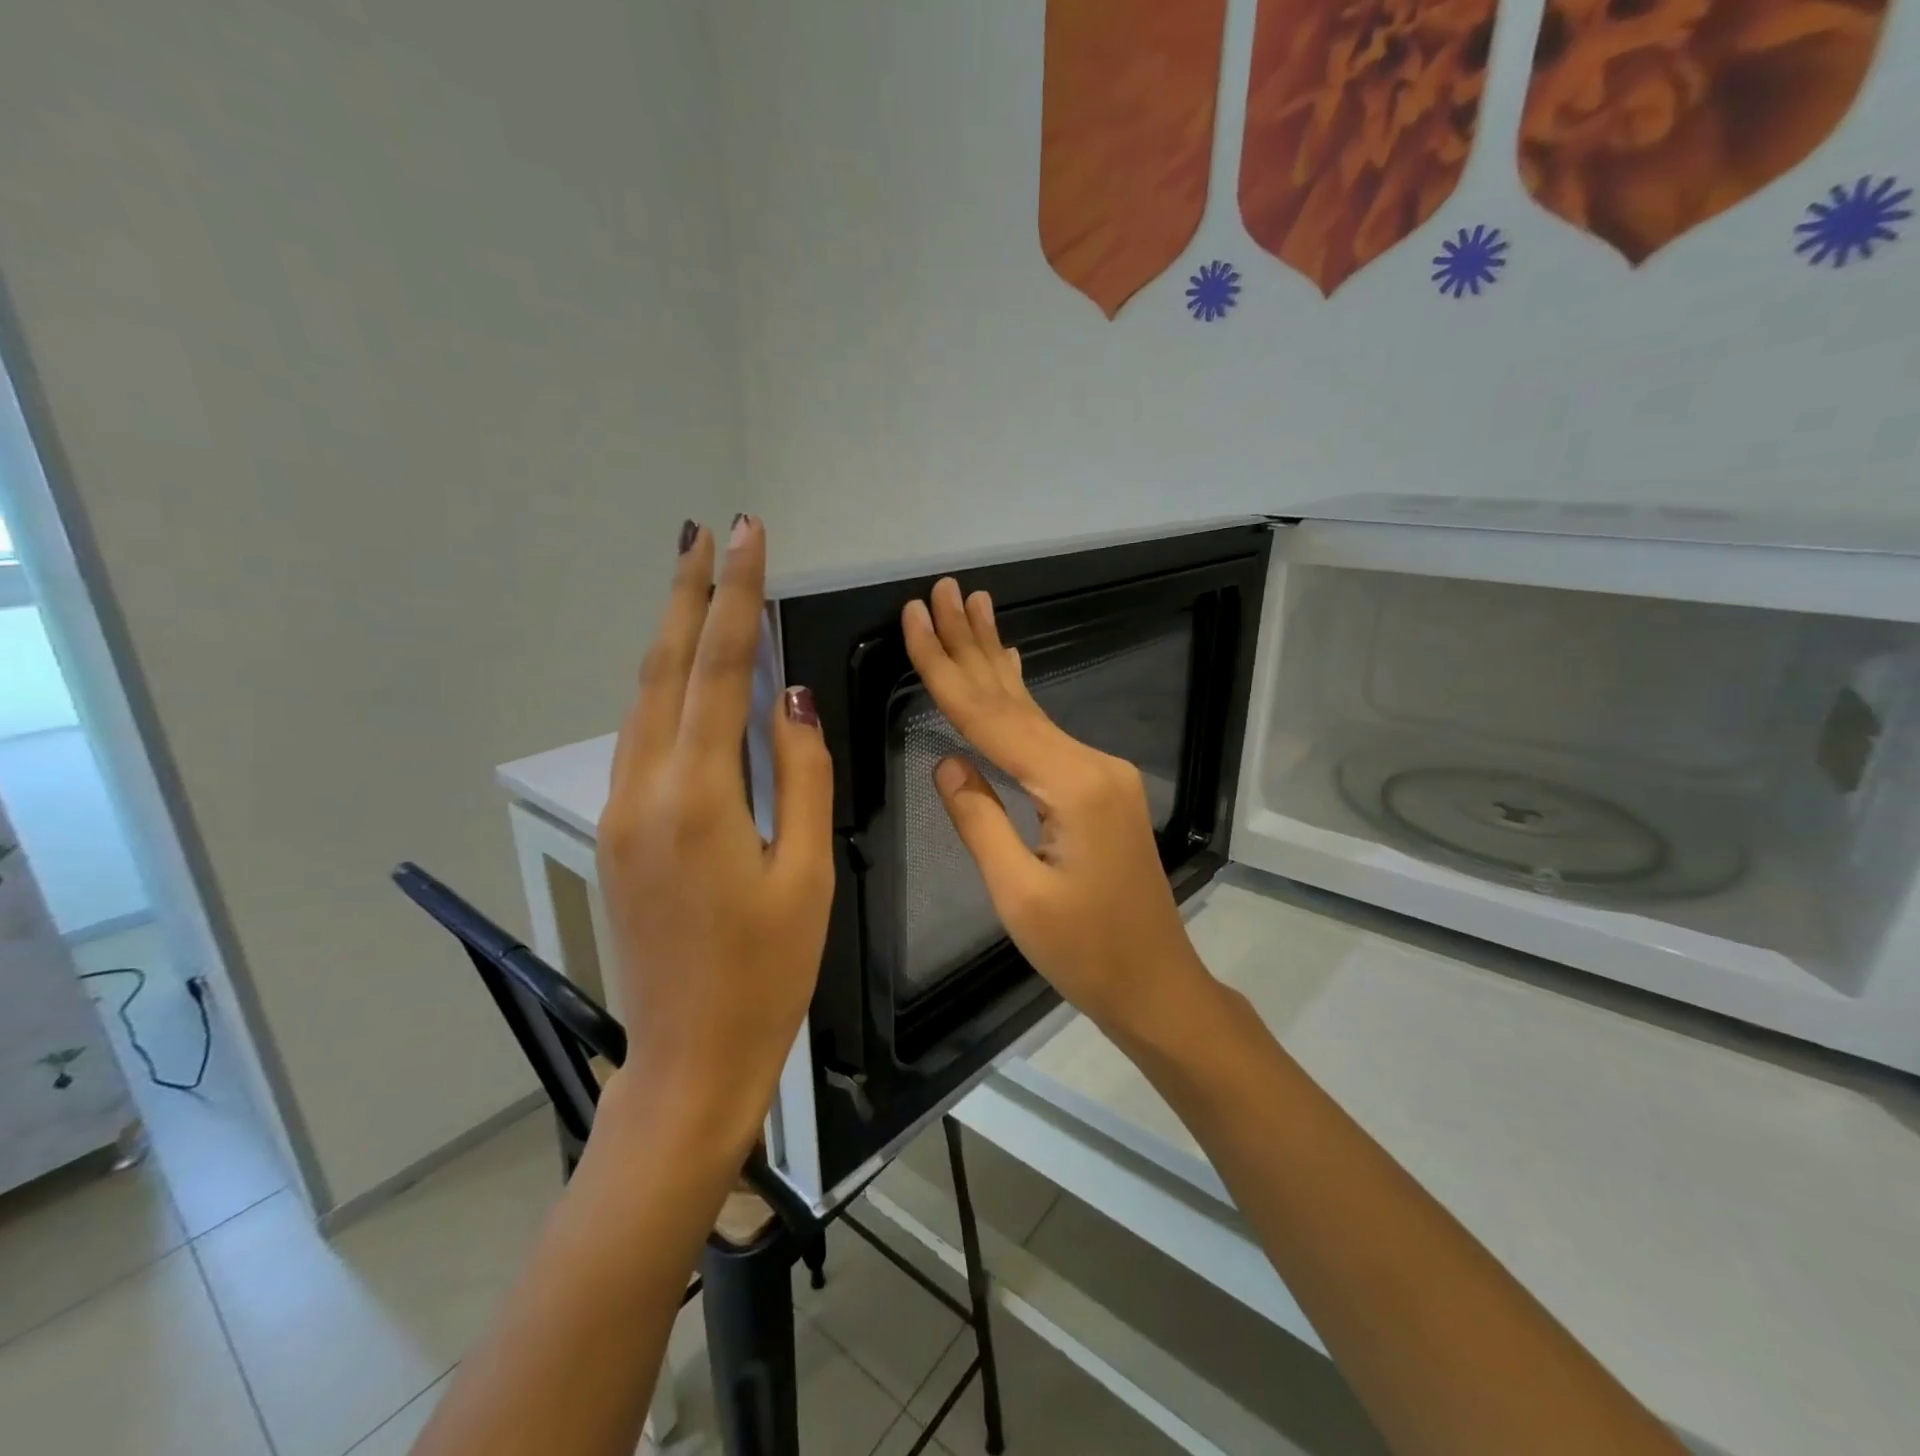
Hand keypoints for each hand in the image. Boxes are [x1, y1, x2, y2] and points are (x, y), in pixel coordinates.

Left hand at [596, 515, 833, 1157]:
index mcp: (698, 797)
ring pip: (643, 700)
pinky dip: (664, 689)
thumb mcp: (805, 871)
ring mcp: (622, 810)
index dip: (735, 597)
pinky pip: (641, 739)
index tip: (745, 536)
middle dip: (687, 593)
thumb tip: (788, 698)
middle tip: (706, 531)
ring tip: (696, 582)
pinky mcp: (620, 830)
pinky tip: (684, 673)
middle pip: (663, 668)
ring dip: (670, 636)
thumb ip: (798, 775)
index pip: (718, 669)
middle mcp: (644, 790)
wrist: (691, 1054)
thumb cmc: (768, 970)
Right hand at [901, 578, 1214, 1044]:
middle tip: (943, 590)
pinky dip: (1020, 698)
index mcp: (1071, 786)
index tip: (915, 619)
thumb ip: (978, 819)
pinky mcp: (1100, 789)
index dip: (945, 669)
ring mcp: (1101, 774)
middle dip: (971, 644)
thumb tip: (946, 761)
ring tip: (974, 607)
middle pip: (1014, 698)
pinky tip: (1013, 665)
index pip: (990, 719)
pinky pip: (1047, 734)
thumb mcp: (1018, 894)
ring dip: (995, 659)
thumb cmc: (1086, 953)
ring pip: (1032, 710)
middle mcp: (1091, 764)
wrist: (1157, 983)